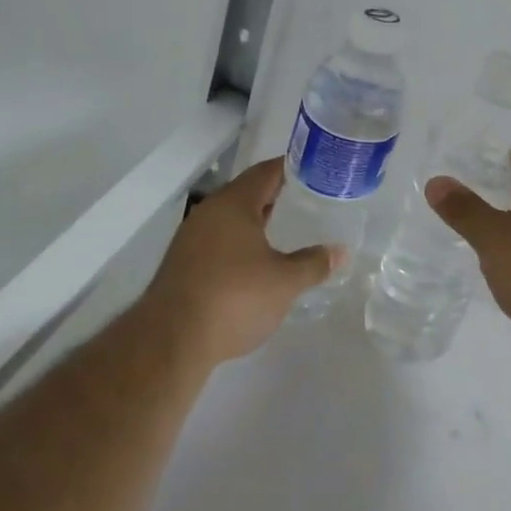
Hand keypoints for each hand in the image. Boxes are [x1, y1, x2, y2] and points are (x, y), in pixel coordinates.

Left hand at [140, 159, 341, 366]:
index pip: (268, 171)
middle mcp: (210, 211)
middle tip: (309, 201)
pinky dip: (241, 242)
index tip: (317, 171)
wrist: (170, 341)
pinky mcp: (182, 263)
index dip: (293, 168)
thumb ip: (313, 264)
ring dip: (257, 221)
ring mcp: (191, 237)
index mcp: (234, 203)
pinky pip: (218, 240)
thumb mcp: (284, 282)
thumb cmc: (234, 298)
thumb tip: (339, 252)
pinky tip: (256, 261)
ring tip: (287, 230)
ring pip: (231, 218)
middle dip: (277, 195)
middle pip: (248, 192)